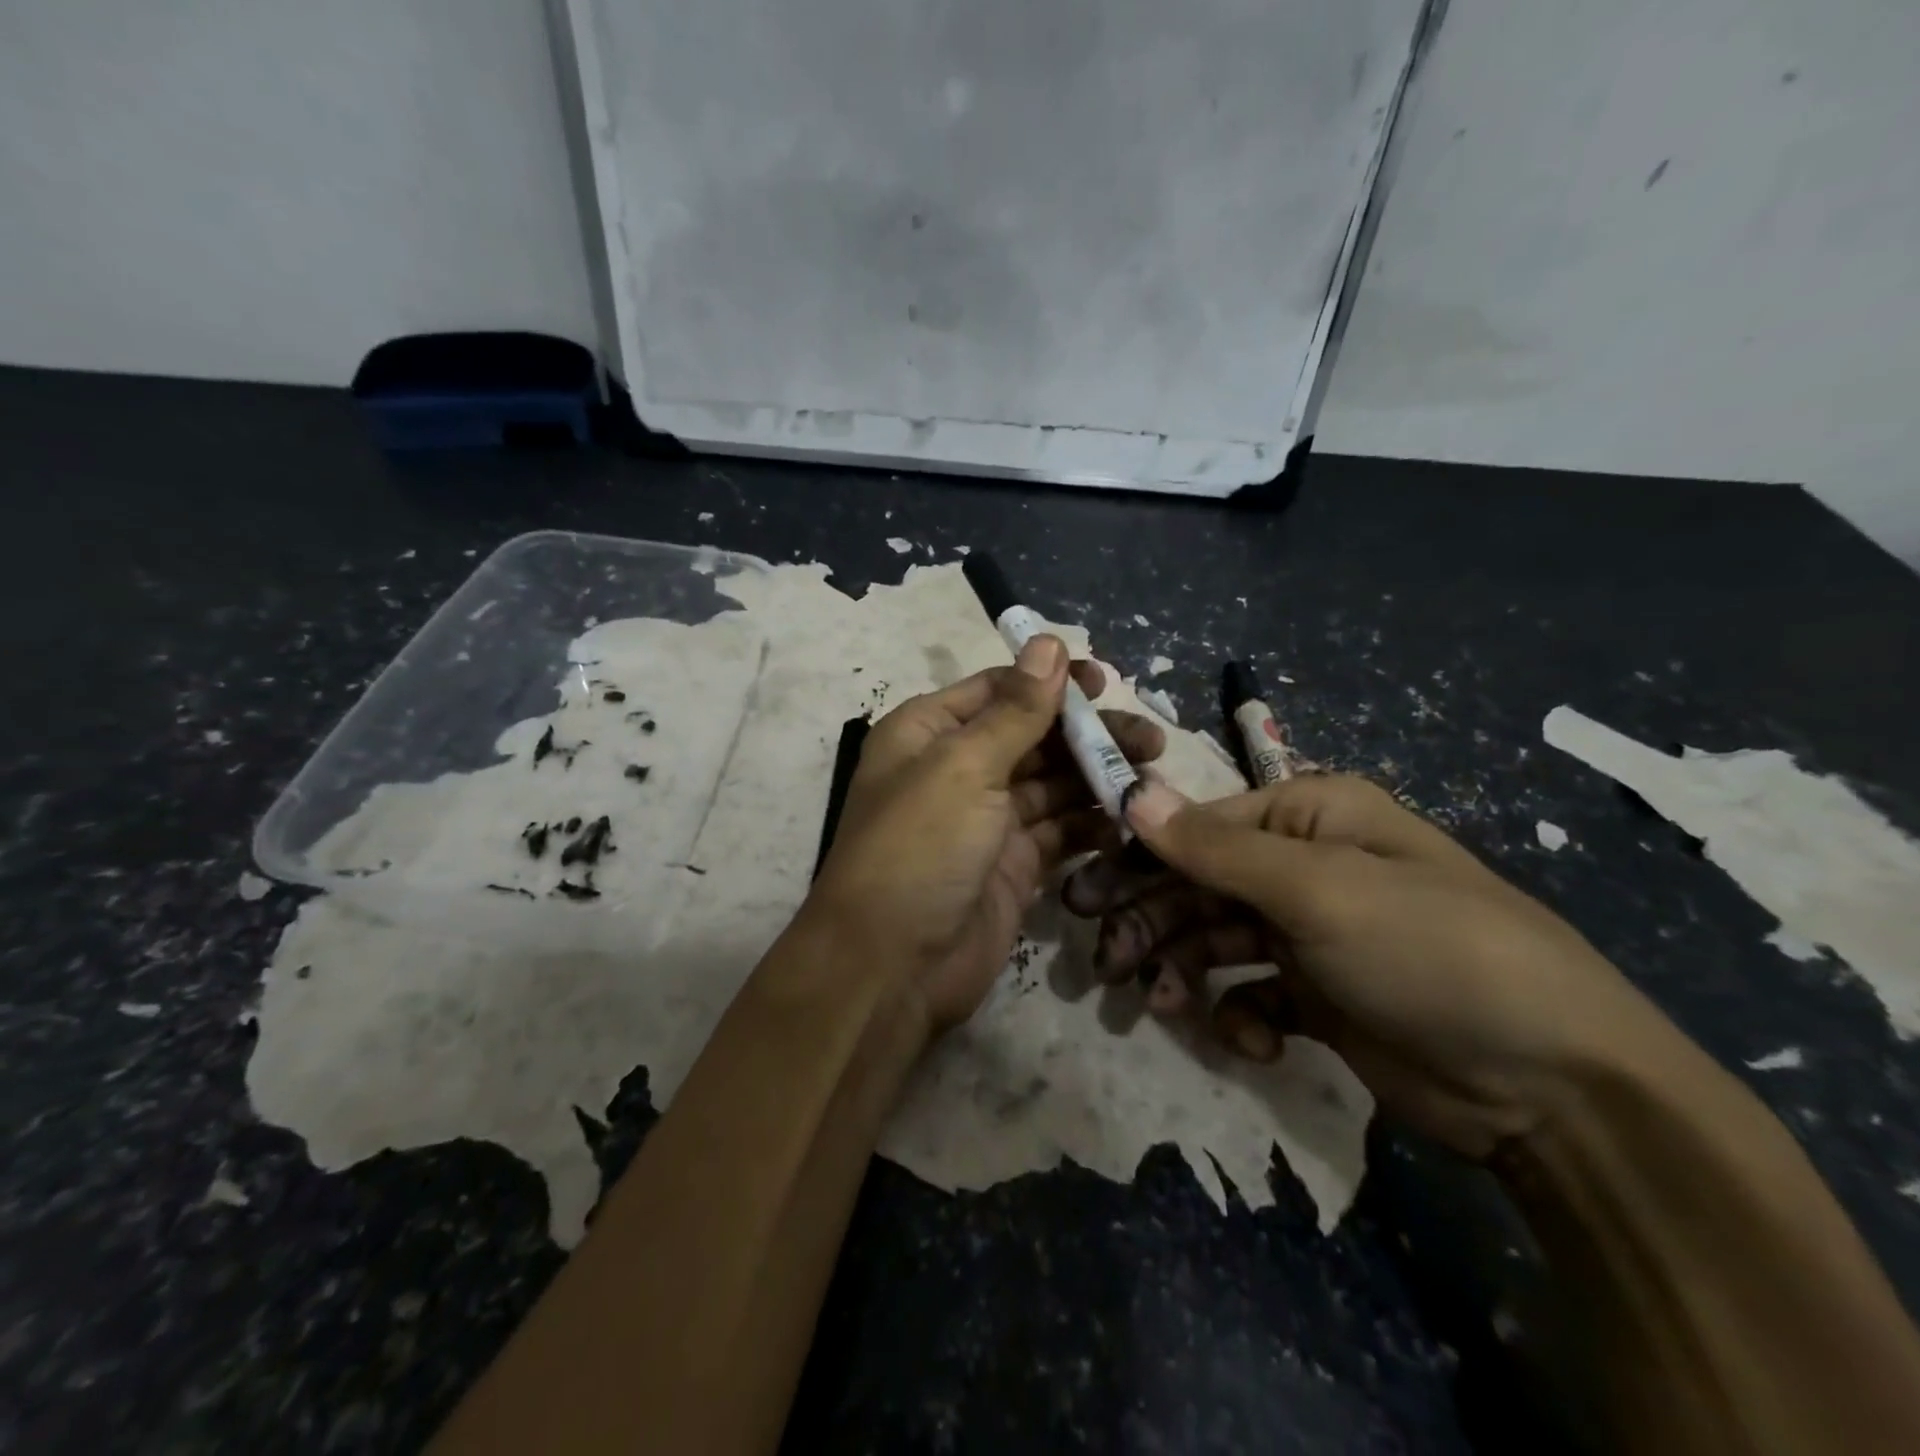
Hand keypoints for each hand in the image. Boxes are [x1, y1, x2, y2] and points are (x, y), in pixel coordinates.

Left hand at [810, 636, 1164, 1036]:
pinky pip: (1059, 832)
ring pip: (1052, 784)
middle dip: (1087, 734)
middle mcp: (956, 770)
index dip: (1050, 683)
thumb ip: (1015, 710)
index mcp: (929, 733)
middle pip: (1032, 736)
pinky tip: (1129, 819)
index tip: (1105, 683)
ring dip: (1097, 778)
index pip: (998, 691)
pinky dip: (1091, 824)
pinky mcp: (1013, 866)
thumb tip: (1047, 642)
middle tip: (1148, 739)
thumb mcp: (963, 767)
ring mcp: (986, 821)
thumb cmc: (919, 849)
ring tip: (1150, 774)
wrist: (892, 968)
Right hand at [1063, 774, 1671, 1158]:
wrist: (1555, 1088)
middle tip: (1101, 960)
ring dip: (1180, 967)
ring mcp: (1312, 934)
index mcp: (1310, 817)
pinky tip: (1248, 1039)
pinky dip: (1236, 1013)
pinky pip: (1251, 992)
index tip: (1085, 894)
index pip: (1199, 826)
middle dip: (1148, 919)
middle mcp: (1306, 866)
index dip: (1139, 856)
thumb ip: (1216, 847)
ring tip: (1156, 1002)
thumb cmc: (1429, 952)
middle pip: (1199, 884)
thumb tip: (1131, 792)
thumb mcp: (1318, 890)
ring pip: (1215, 939)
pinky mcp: (1319, 996)